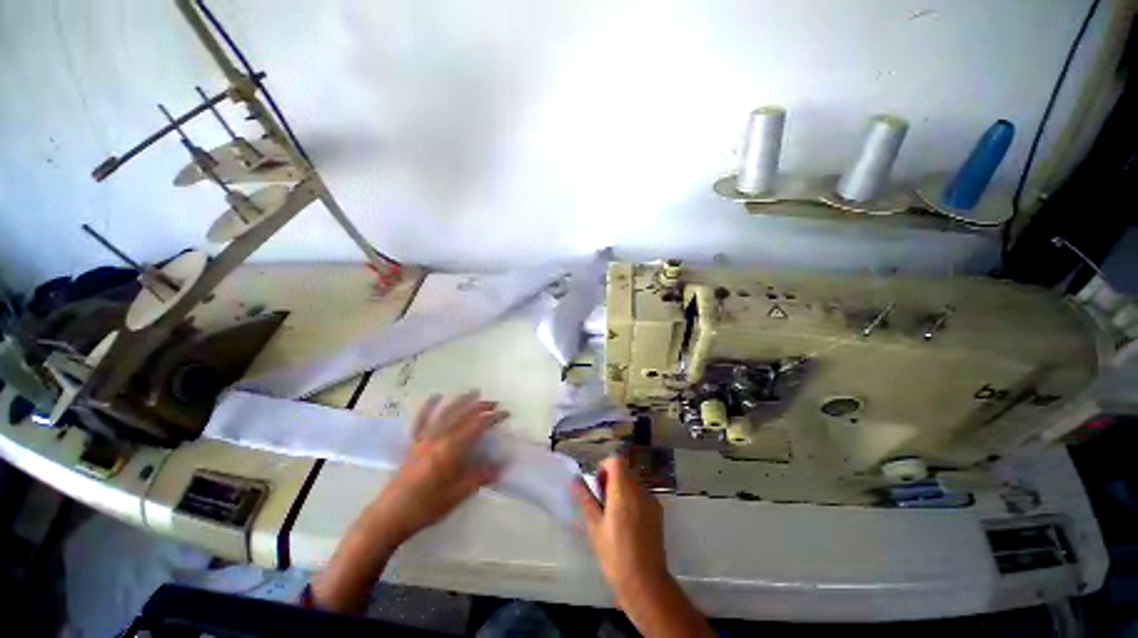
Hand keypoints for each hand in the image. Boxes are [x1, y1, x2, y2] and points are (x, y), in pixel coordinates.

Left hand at [367, 392, 505, 542]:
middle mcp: (438, 438)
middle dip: (481, 407)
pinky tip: (435, 396)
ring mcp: (424, 438)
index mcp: (450, 449)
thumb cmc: (426, 507)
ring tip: (474, 392)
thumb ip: (480, 477)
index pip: (477, 426)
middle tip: (495, 404)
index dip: (493, 418)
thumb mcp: (457, 495)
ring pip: (445, 413)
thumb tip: (502, 467)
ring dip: (461, 401)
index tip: (506, 414)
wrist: (389, 517)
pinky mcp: (413, 443)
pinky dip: (429, 406)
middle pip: (463, 415)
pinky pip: (422, 420)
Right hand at [572, 456, 668, 595]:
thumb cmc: (615, 554)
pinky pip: (642, 494)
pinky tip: (627, 522)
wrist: (645, 582)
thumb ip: (585, 499)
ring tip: (613, 513)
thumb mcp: (595, 526)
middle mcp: (640, 490)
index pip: (616, 461)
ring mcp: (651, 500)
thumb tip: (574, 480)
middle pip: (625, 470)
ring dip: (622, 488)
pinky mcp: (658, 511)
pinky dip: (632, 498)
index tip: (598, 485)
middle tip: (602, 501)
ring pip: (634, 481)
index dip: (605, 467)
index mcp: (623, 491)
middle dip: (612, 478)